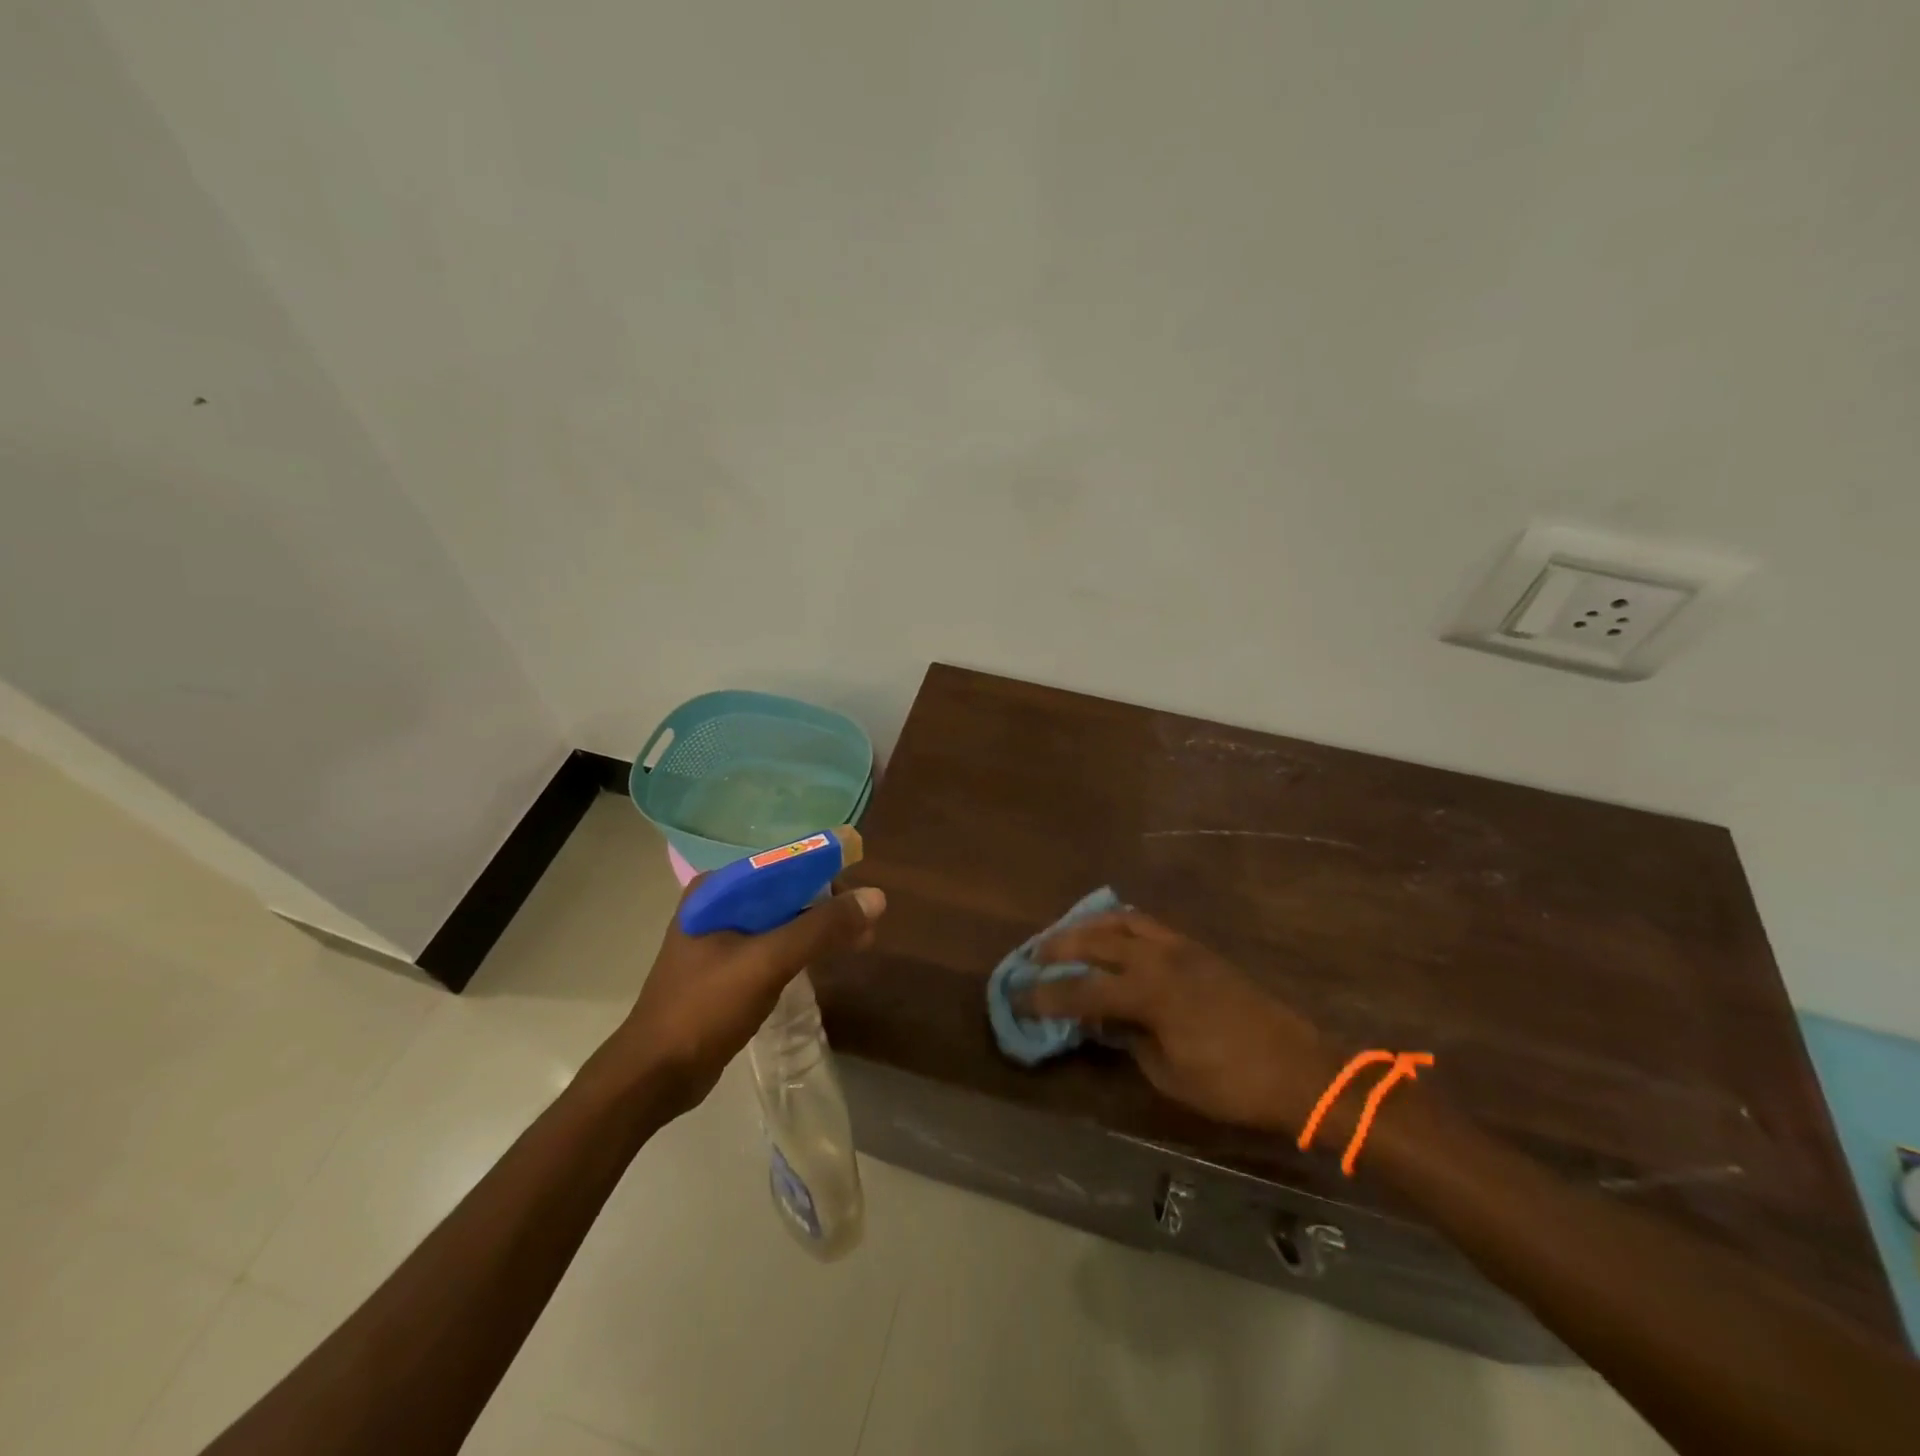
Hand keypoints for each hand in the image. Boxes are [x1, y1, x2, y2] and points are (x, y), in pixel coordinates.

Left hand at [613, 882, 886, 1115]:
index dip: (827, 875)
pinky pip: (771, 946)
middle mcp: (716, 904)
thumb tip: (877, 897)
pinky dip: (799, 949)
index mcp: (717, 890)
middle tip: (866, 927)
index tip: (862, 897)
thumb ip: (821, 928)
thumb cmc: (705, 1009)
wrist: (653, 1075)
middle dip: (827, 905)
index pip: (784, 865)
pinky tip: (822, 961)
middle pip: (785, 891)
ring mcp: (718, 938)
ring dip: (817, 928)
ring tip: (858, 943)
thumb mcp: (768, 962)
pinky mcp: (723, 968)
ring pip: (780, 920)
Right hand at [1026, 909, 1331, 1133]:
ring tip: (1066, 937)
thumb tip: (1101, 1022)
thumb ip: (1128, 1040)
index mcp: (1149, 994)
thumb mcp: (1169, 1074)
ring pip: (1121, 921)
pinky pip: (1147, 923)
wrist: (1298, 1068)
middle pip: (1094, 941)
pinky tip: (1110, 935)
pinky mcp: (1196, 948)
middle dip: (1057, 947)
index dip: (1045, 995)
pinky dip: (1119, 924)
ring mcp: (1179, 947)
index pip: (1082, 989)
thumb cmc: (1231, 1084)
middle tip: (1031, 957)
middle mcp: (1158, 959)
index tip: (1017, 997)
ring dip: (1087, 926)